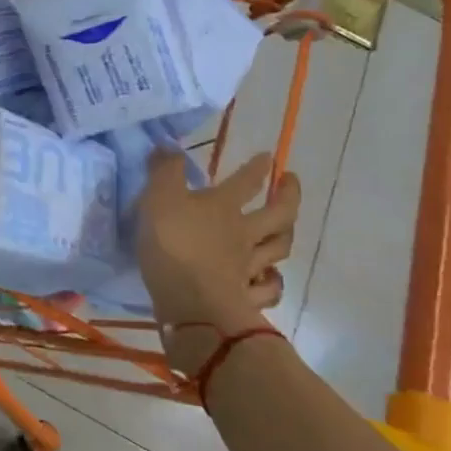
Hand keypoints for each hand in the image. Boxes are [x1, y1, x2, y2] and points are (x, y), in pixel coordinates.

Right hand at [138, 151, 299, 376]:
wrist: (191, 305)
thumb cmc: (173, 245)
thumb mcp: (158, 199)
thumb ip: (164, 171)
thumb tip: (169, 145)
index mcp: (223, 206)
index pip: (246, 181)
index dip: (258, 167)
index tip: (269, 157)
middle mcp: (243, 233)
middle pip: (278, 213)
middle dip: (288, 195)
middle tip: (292, 182)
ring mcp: (248, 267)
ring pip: (278, 248)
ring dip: (285, 235)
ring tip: (286, 227)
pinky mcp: (245, 298)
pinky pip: (267, 289)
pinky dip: (273, 282)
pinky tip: (270, 279)